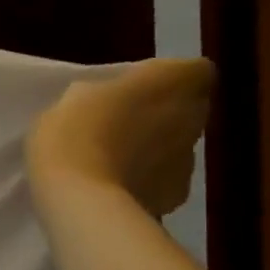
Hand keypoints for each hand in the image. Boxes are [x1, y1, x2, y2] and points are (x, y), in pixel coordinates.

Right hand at [27, 59, 214, 217]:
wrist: (82, 199)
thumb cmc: (75, 134)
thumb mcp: (74, 98)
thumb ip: (107, 93)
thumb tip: (114, 102)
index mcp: (172, 83)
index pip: (195, 70)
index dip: (168, 78)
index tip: (136, 88)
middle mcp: (193, 116)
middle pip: (188, 108)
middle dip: (160, 113)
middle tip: (118, 123)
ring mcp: (190, 159)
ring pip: (176, 144)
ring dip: (153, 147)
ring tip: (111, 160)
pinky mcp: (177, 194)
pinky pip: (164, 178)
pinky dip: (146, 179)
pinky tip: (114, 187)